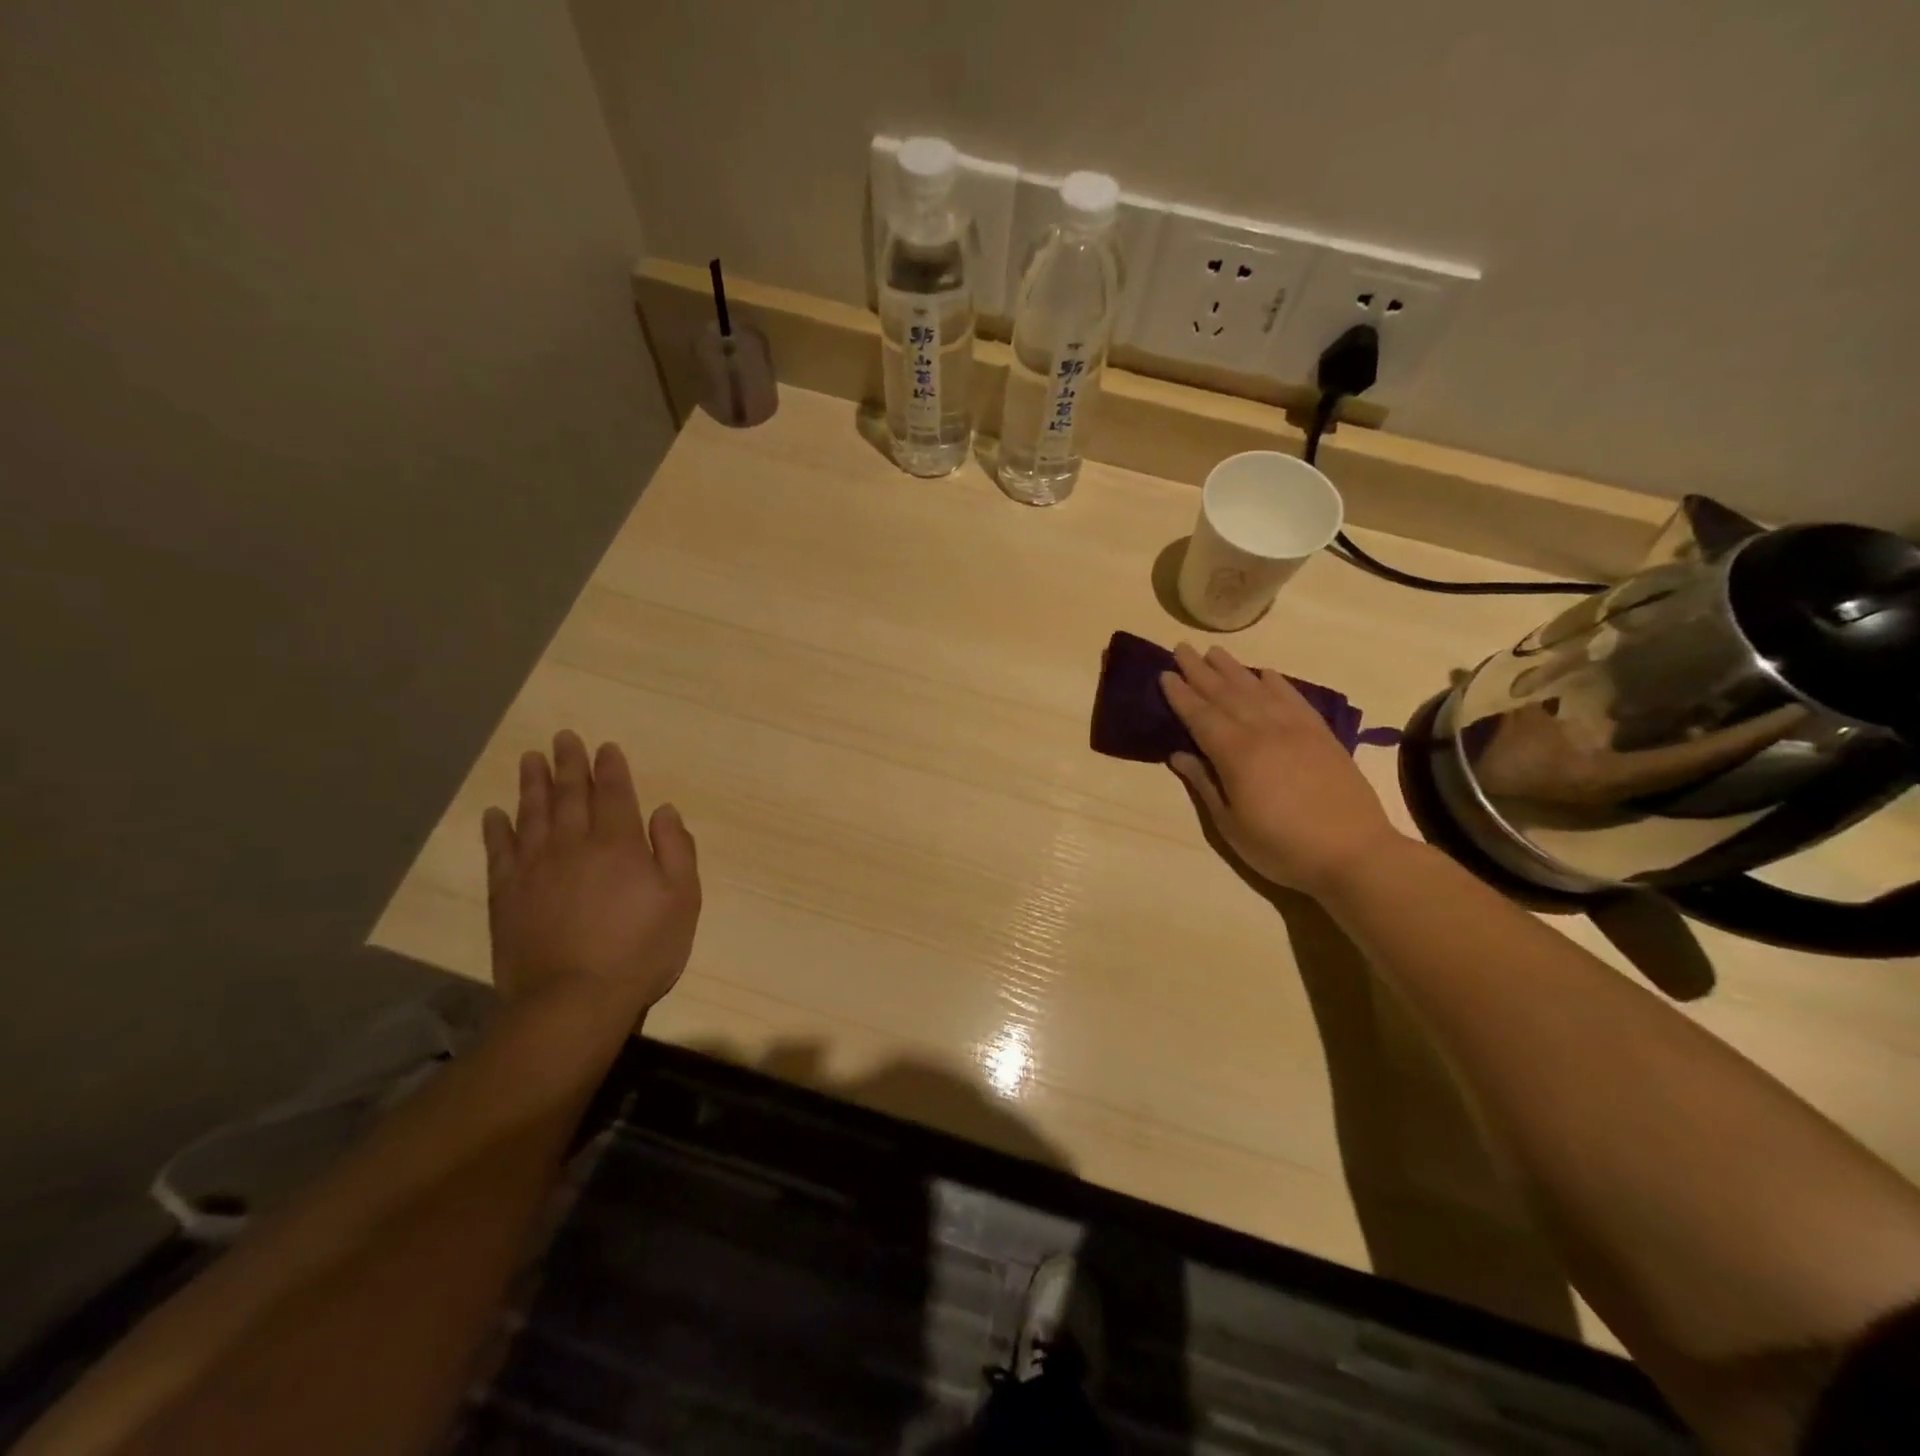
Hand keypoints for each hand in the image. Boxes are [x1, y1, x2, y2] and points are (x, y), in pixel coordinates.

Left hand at [481, 731, 700, 1024]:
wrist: (573, 1001)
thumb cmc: (640, 950)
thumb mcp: (683, 900)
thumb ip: (677, 849)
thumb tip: (664, 810)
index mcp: (620, 844)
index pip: (615, 794)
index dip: (611, 768)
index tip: (605, 746)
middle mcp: (574, 845)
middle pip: (571, 795)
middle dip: (569, 764)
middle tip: (563, 737)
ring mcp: (535, 869)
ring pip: (533, 814)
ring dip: (532, 784)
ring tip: (530, 759)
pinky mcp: (506, 895)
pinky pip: (499, 852)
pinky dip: (497, 830)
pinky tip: (494, 814)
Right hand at [1162, 643, 1404, 896]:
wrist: (1354, 853)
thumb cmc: (1282, 847)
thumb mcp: (1230, 825)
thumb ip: (1204, 785)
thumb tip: (1179, 755)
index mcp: (1236, 754)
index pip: (1200, 716)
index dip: (1181, 695)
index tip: (1165, 674)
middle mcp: (1264, 731)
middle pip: (1226, 694)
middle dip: (1200, 671)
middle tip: (1182, 649)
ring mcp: (1296, 729)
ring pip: (1258, 689)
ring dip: (1233, 669)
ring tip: (1214, 652)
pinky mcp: (1321, 734)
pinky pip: (1294, 698)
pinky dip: (1277, 682)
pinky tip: (1266, 673)